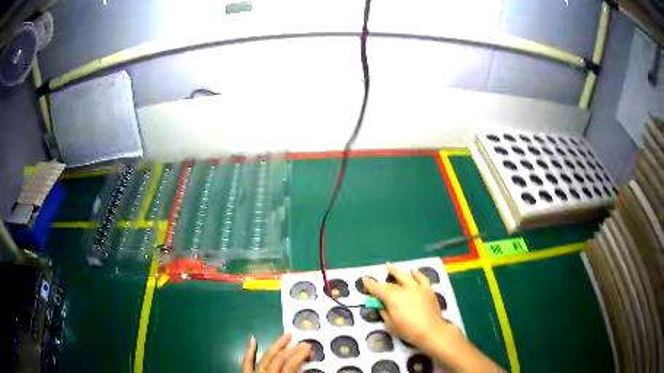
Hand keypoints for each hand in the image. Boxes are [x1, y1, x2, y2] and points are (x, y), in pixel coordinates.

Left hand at [241, 333, 311, 372]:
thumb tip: (310, 368)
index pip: (290, 366)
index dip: (300, 356)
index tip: (309, 348)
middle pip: (279, 359)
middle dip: (292, 350)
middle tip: (303, 343)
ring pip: (265, 358)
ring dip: (276, 346)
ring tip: (287, 335)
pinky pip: (246, 362)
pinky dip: (249, 350)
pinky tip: (253, 339)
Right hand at [362, 263, 452, 351]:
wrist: (431, 330)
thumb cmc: (408, 330)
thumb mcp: (390, 324)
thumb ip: (384, 311)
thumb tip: (381, 304)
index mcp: (393, 298)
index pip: (378, 289)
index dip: (370, 285)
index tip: (364, 280)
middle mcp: (404, 289)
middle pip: (390, 284)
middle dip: (381, 282)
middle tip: (376, 281)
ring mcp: (417, 287)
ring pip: (404, 276)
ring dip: (396, 271)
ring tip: (389, 266)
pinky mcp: (427, 289)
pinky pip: (421, 278)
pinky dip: (416, 273)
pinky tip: (413, 271)